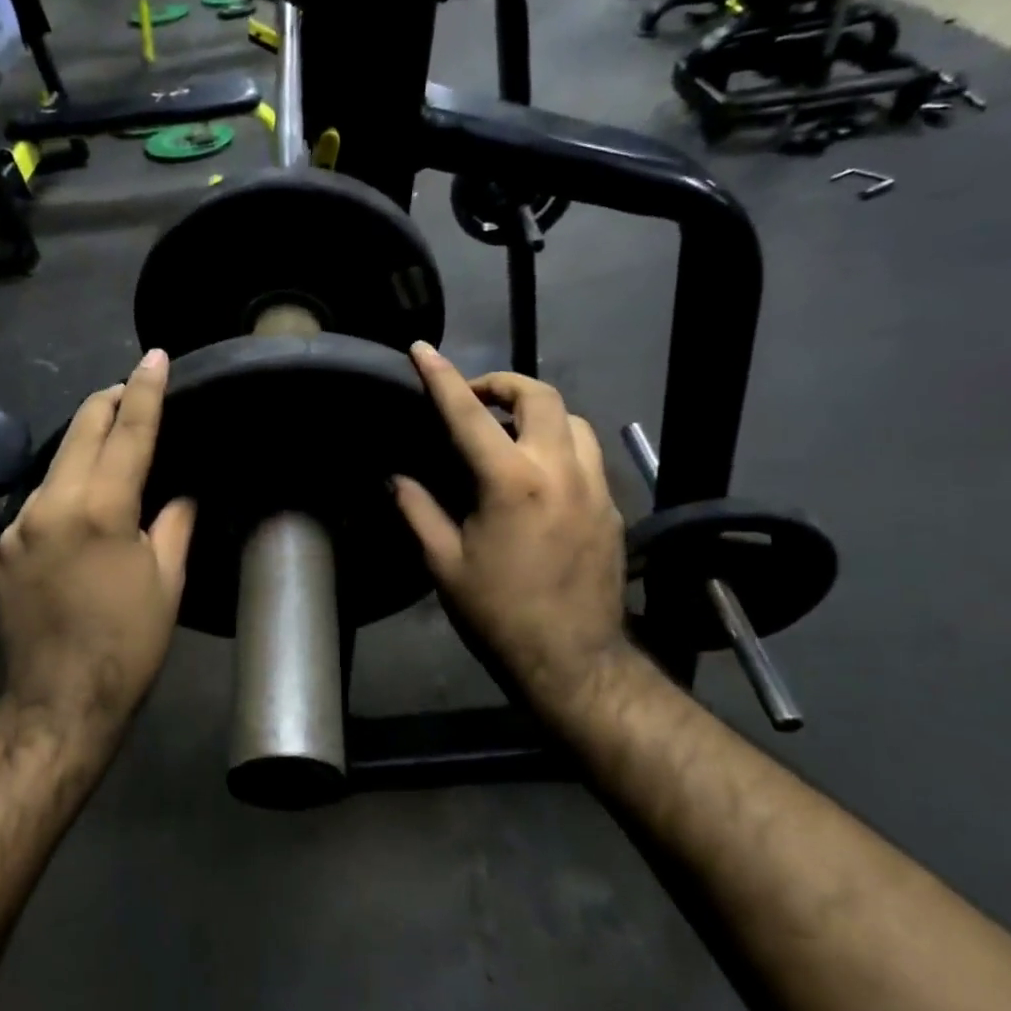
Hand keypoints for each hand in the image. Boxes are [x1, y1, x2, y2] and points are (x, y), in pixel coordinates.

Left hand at [0, 350, 196, 752]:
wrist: (56, 705)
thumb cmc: (127, 645)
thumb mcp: (167, 581)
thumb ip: (174, 521)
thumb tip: (178, 490)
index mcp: (99, 509)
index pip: (128, 431)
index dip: (144, 390)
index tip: (154, 357)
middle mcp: (48, 505)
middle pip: (79, 431)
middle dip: (107, 403)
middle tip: (131, 389)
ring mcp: (15, 527)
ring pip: (56, 467)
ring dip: (84, 451)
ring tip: (113, 454)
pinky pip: (37, 506)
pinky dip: (63, 496)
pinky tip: (80, 517)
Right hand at [393, 342, 628, 728]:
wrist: (573, 661)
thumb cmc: (499, 613)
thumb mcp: (445, 564)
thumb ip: (418, 510)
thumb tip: (397, 477)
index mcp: (511, 481)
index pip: (469, 413)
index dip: (442, 376)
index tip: (423, 349)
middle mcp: (559, 470)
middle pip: (541, 396)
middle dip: (504, 384)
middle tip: (476, 400)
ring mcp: (595, 486)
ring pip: (573, 420)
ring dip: (539, 413)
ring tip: (511, 434)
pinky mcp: (612, 507)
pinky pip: (588, 454)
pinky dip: (560, 444)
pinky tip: (540, 475)